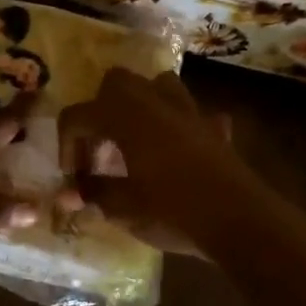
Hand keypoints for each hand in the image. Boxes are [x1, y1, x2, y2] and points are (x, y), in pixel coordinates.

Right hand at [56, 70, 245, 256]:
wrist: (239, 221)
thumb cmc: (172, 210)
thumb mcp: (123, 208)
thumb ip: (93, 194)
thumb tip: (69, 194)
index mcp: (125, 116)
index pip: (78, 116)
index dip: (66, 145)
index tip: (73, 177)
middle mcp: (154, 102)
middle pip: (116, 84)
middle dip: (99, 111)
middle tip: (99, 150)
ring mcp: (189, 112)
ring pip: (158, 85)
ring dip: (141, 105)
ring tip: (135, 139)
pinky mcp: (215, 129)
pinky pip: (193, 115)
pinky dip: (181, 126)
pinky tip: (179, 152)